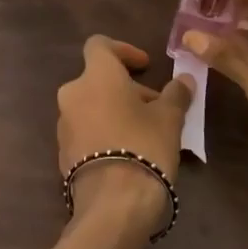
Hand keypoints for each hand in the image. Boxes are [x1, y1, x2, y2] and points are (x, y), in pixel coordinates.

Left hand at [56, 36, 194, 227]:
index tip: (144, 66)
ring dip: (116, 110)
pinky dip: (104, 131)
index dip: (123, 51)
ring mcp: (64, 124)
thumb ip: (176, 94)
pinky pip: (86, 130)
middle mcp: (73, 94)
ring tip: (146, 132)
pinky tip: (128, 152)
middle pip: (99, 79)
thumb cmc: (144, 146)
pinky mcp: (63, 152)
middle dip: (128, 89)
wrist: (113, 203)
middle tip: (157, 107)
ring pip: (92, 105)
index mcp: (96, 76)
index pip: (100, 45)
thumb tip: (185, 79)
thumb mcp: (169, 119)